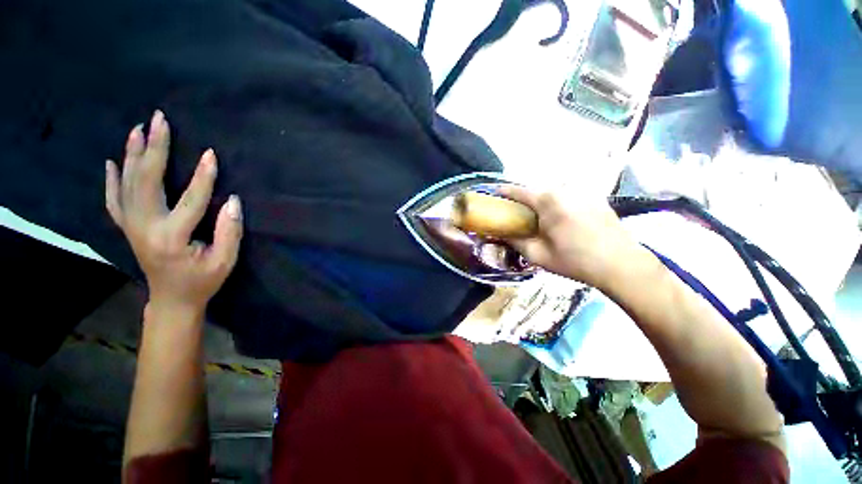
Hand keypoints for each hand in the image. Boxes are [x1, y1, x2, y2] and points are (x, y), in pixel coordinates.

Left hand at [106, 110, 242, 313]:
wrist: (172, 299)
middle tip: (159, 120)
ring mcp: (131, 226)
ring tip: (138, 129)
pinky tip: (112, 162)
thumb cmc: (202, 281)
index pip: (190, 200)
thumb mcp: (225, 261)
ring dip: (132, 154)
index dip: (203, 177)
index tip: (211, 154)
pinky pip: (113, 200)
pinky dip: (111, 179)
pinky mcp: (128, 228)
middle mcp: (145, 227)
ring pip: (127, 184)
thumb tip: (233, 201)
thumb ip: (229, 231)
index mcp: (171, 237)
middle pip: (146, 181)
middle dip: (154, 148)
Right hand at [499, 185, 641, 288]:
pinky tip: (562, 217)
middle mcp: (565, 189)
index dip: (504, 192)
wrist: (621, 264)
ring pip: (553, 190)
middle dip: (524, 198)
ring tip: (539, 216)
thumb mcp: (538, 255)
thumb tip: (501, 234)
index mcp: (548, 201)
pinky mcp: (595, 196)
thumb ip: (516, 242)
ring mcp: (582, 191)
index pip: (518, 191)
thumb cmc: (575, 260)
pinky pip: (569, 194)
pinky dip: (558, 201)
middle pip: (536, 189)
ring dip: (542, 199)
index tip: (495, 194)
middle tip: (518, 212)